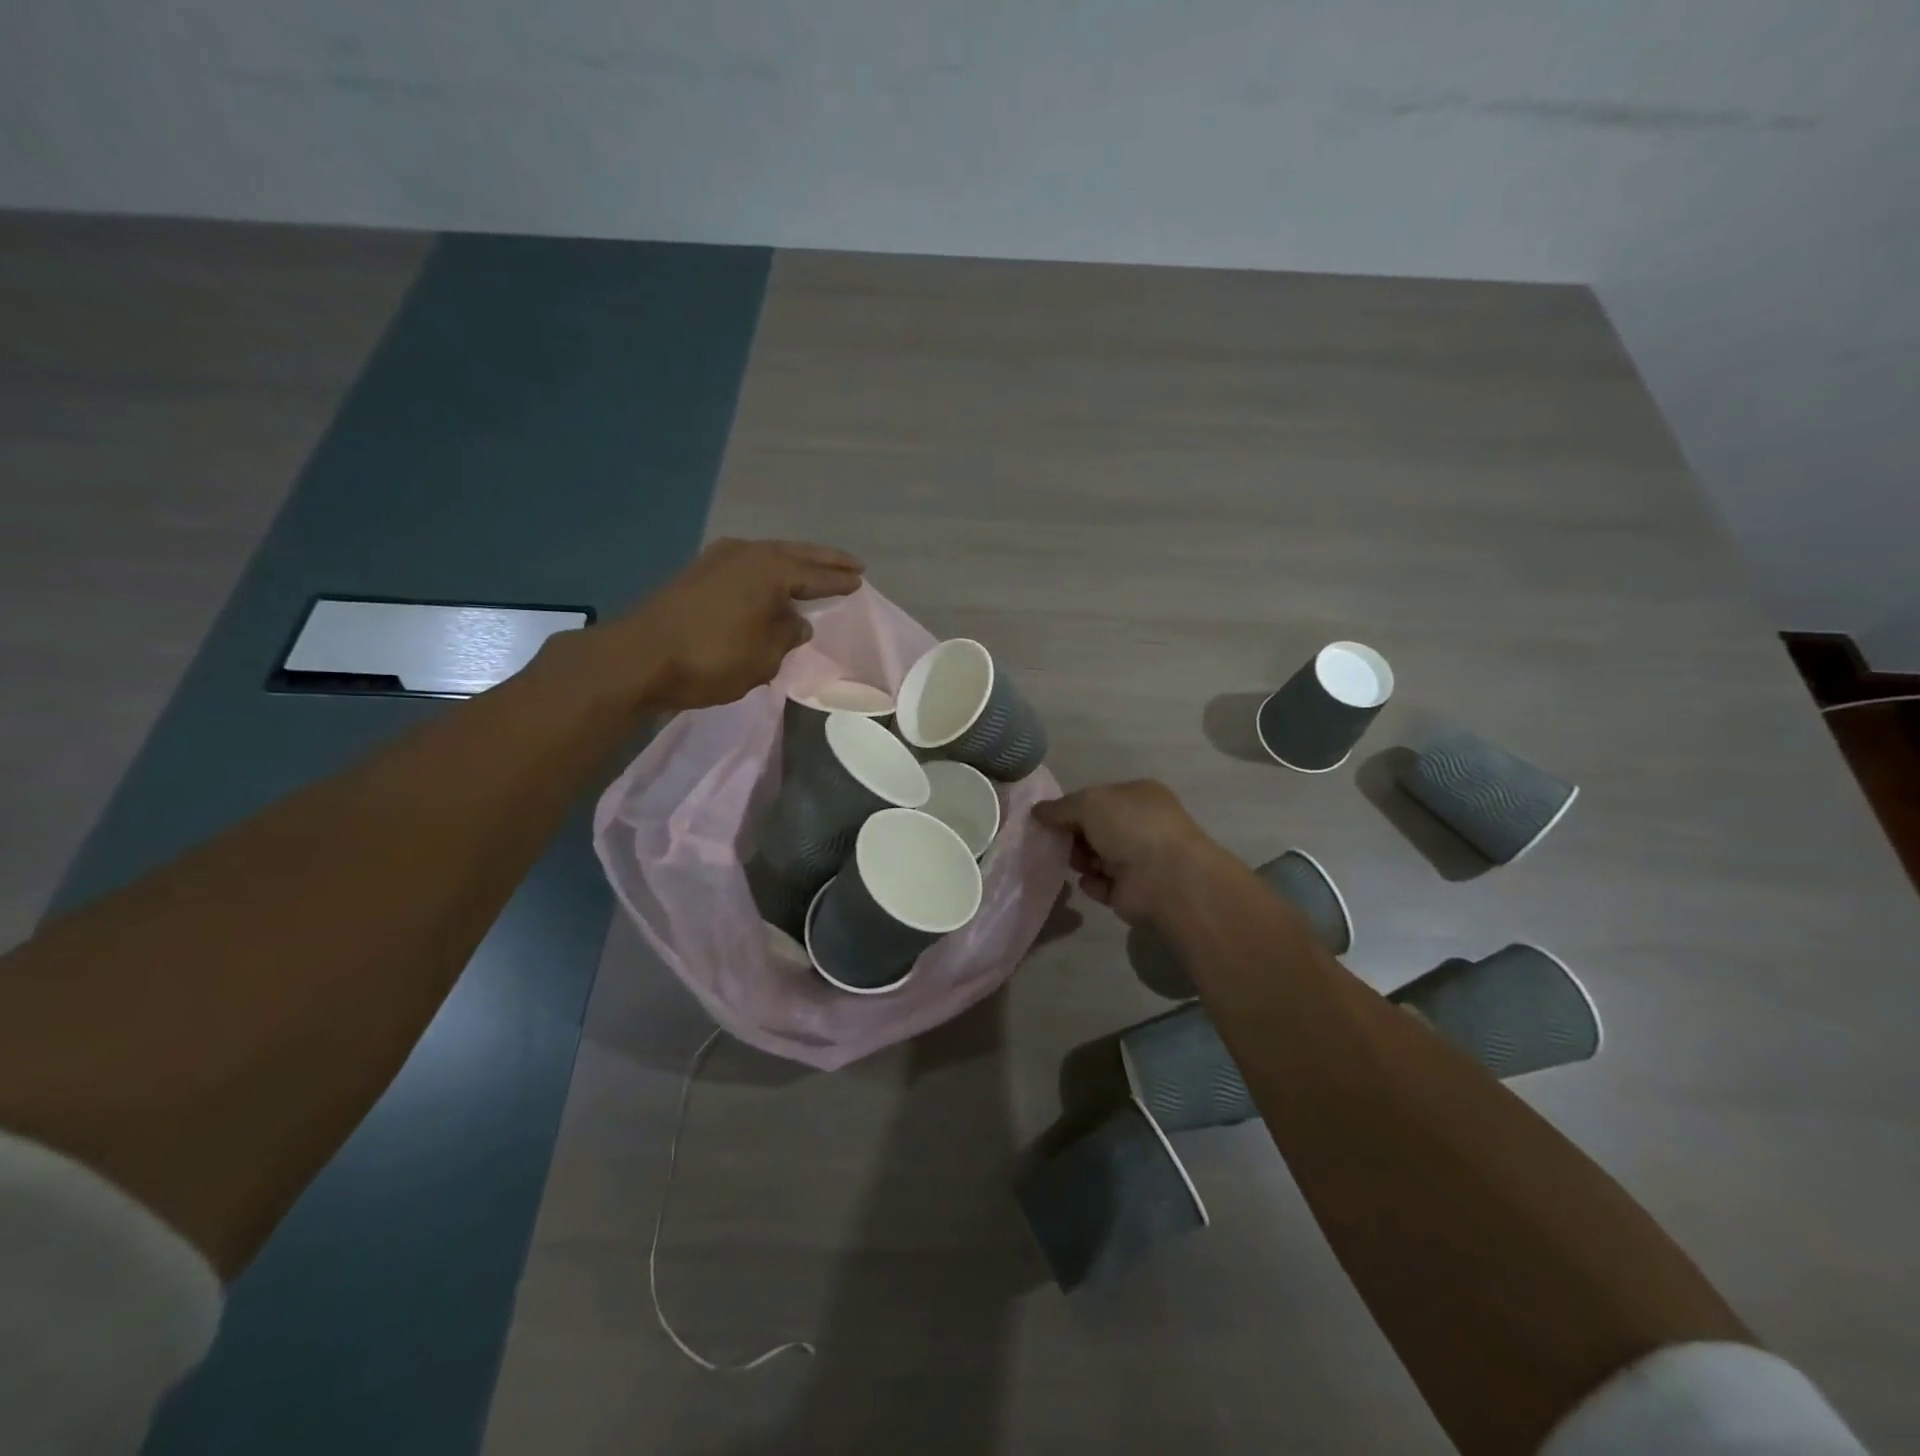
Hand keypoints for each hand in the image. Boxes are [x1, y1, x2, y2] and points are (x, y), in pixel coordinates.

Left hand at [601, 538, 863, 711]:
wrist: (638, 658)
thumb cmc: (711, 659)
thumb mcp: (763, 657)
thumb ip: (787, 635)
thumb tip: (796, 622)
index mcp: (770, 571)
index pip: (816, 575)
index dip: (839, 581)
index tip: (860, 581)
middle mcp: (747, 554)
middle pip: (795, 554)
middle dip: (824, 559)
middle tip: (851, 563)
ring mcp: (718, 559)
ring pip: (769, 555)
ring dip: (794, 561)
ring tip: (814, 569)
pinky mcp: (698, 572)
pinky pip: (748, 564)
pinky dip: (768, 570)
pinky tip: (772, 580)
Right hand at [1033, 780, 1231, 926]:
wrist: (1165, 878)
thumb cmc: (1130, 827)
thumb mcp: (1089, 803)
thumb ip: (1060, 807)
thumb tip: (1037, 811)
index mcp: (1138, 796)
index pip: (1098, 798)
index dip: (1072, 807)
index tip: (1048, 818)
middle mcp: (1141, 825)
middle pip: (1094, 829)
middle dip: (1073, 835)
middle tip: (1058, 842)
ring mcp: (1138, 859)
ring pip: (1095, 857)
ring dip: (1080, 859)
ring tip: (1077, 863)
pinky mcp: (1132, 891)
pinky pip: (1100, 885)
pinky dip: (1091, 884)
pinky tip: (1090, 882)